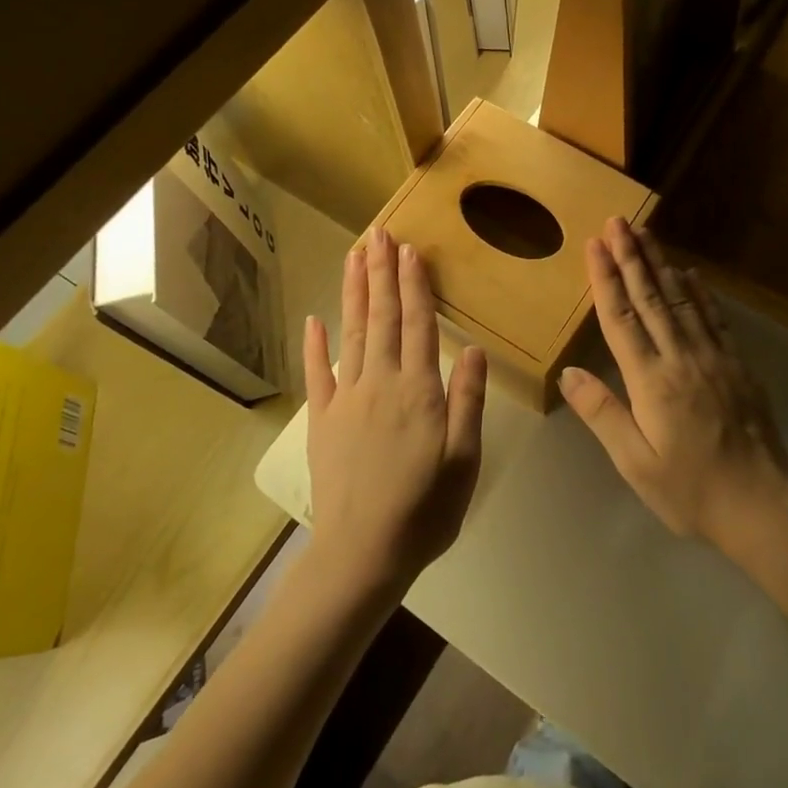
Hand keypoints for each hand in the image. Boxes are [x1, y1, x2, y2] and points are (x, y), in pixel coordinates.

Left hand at [304, 227, 486, 599]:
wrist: (363, 553)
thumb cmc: (425, 509)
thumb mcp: (464, 459)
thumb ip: (468, 401)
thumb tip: (472, 349)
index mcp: (419, 391)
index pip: (418, 325)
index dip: (414, 285)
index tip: (409, 250)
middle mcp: (380, 383)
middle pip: (381, 318)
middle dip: (381, 273)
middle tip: (379, 234)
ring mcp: (346, 400)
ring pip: (351, 334)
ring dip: (353, 292)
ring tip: (354, 256)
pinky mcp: (322, 421)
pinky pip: (317, 375)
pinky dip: (315, 345)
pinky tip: (315, 319)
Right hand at [560, 218, 787, 553]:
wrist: (761, 505)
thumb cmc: (690, 490)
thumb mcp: (635, 463)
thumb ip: (602, 413)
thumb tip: (569, 372)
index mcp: (651, 381)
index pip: (621, 318)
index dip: (606, 278)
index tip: (595, 244)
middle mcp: (680, 358)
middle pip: (651, 298)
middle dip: (631, 256)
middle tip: (619, 221)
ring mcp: (713, 357)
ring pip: (682, 300)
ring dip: (661, 263)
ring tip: (646, 233)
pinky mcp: (737, 365)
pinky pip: (715, 318)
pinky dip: (700, 292)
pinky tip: (691, 273)